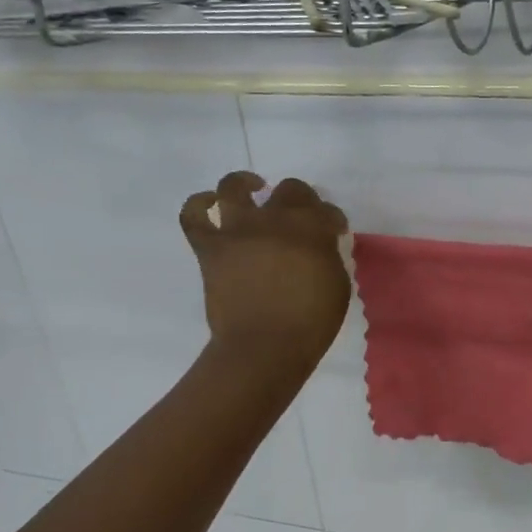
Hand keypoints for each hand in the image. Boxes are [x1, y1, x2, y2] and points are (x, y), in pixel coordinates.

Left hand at [181, 172, 350, 376]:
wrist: (264, 347)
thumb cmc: (310, 322)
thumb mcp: (337, 285)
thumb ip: (327, 256)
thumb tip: (318, 246)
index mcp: (311, 229)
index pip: (325, 209)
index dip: (331, 218)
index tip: (333, 232)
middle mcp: (274, 219)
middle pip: (289, 190)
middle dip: (300, 198)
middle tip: (300, 215)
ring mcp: (238, 230)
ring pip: (235, 188)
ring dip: (245, 184)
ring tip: (252, 189)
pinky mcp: (210, 247)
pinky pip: (194, 216)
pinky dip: (199, 204)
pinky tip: (210, 203)